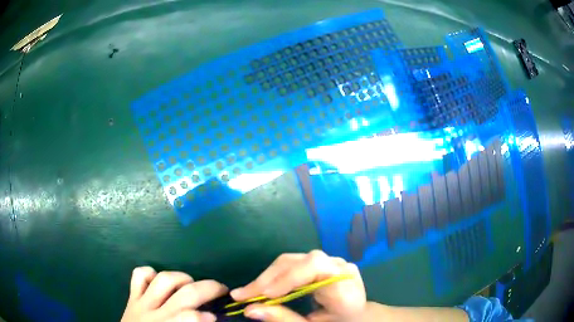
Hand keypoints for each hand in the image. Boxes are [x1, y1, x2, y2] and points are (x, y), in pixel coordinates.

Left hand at [121, 266, 226, 321]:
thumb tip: (210, 319)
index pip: (190, 317)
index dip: (207, 315)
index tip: (218, 316)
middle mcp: (155, 314)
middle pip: (184, 295)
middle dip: (208, 288)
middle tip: (221, 289)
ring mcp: (141, 303)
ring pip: (163, 280)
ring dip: (182, 277)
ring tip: (192, 283)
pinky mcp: (132, 297)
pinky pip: (139, 276)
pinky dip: (151, 273)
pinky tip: (160, 280)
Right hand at [230, 250, 365, 321]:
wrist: (357, 316)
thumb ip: (284, 319)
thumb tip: (249, 310)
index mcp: (344, 284)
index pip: (315, 266)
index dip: (286, 278)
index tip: (263, 295)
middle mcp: (339, 267)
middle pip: (298, 262)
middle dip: (267, 279)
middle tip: (242, 295)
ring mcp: (330, 262)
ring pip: (291, 261)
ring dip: (267, 277)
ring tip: (248, 293)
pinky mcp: (321, 264)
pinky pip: (293, 265)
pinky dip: (274, 277)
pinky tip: (262, 289)